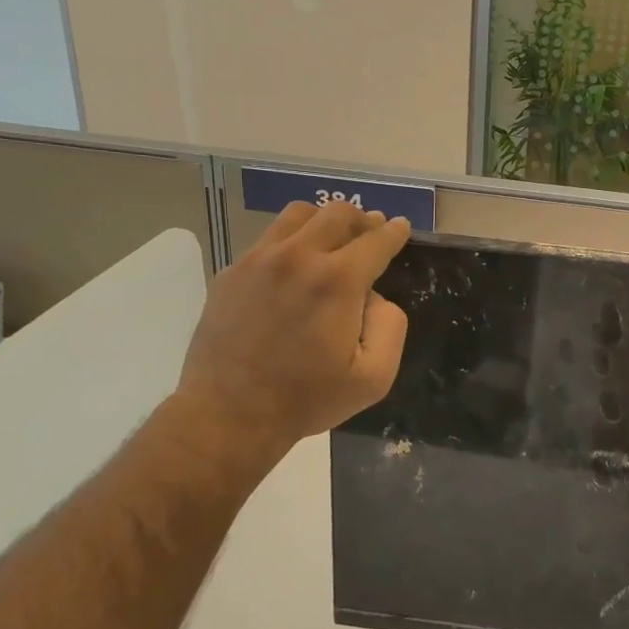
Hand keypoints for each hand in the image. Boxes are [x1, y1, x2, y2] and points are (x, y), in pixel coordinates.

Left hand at [168, 201, 410, 480]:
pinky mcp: (231, 271)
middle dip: (363, 220)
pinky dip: (291, 241)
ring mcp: (259, 260)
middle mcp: (298, 256)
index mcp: (338, 280)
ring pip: (299, 214)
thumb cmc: (307, 399)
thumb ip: (391, 326)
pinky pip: (269, 238)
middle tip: (370, 235)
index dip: (394, 231)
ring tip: (331, 243)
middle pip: (339, 213)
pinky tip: (294, 267)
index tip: (401, 228)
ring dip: (324, 222)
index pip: (377, 239)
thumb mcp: (374, 377)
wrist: (228, 415)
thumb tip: (376, 297)